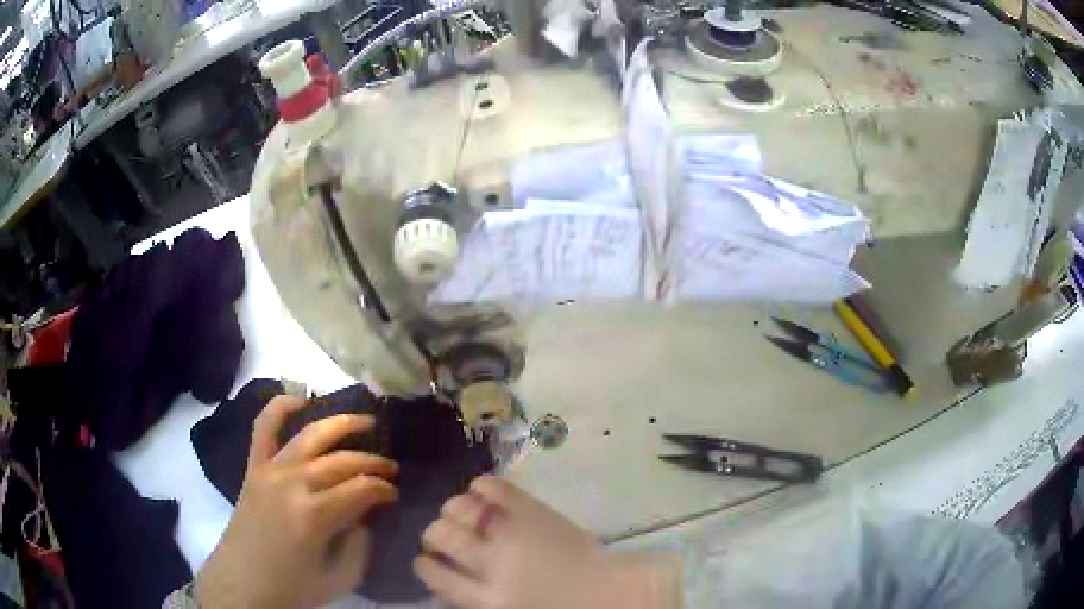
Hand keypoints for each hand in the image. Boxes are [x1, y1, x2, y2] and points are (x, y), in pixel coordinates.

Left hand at [194, 396, 398, 607]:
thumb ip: (359, 543)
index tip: (395, 495)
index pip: (361, 488)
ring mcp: (270, 470)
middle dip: (373, 462)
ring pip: (311, 435)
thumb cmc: (292, 588)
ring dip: (342, 424)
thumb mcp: (340, 577)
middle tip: (391, 469)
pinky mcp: (253, 467)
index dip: (384, 489)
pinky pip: (264, 427)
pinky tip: (300, 398)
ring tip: (366, 421)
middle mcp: (293, 483)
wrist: (242, 585)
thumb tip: (365, 514)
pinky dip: (280, 407)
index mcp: (315, 516)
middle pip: (342, 461)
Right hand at [414, 476, 682, 608]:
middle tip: (443, 532)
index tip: (427, 558)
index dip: (424, 562)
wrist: (612, 594)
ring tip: (461, 511)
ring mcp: (511, 534)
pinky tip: (483, 489)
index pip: (431, 573)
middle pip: (438, 535)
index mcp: (484, 600)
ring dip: (454, 508)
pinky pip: (494, 487)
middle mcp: (489, 565)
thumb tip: (449, 581)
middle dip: (434, 532)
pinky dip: (483, 484)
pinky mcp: (532, 510)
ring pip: (459, 509)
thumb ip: (475, 598)